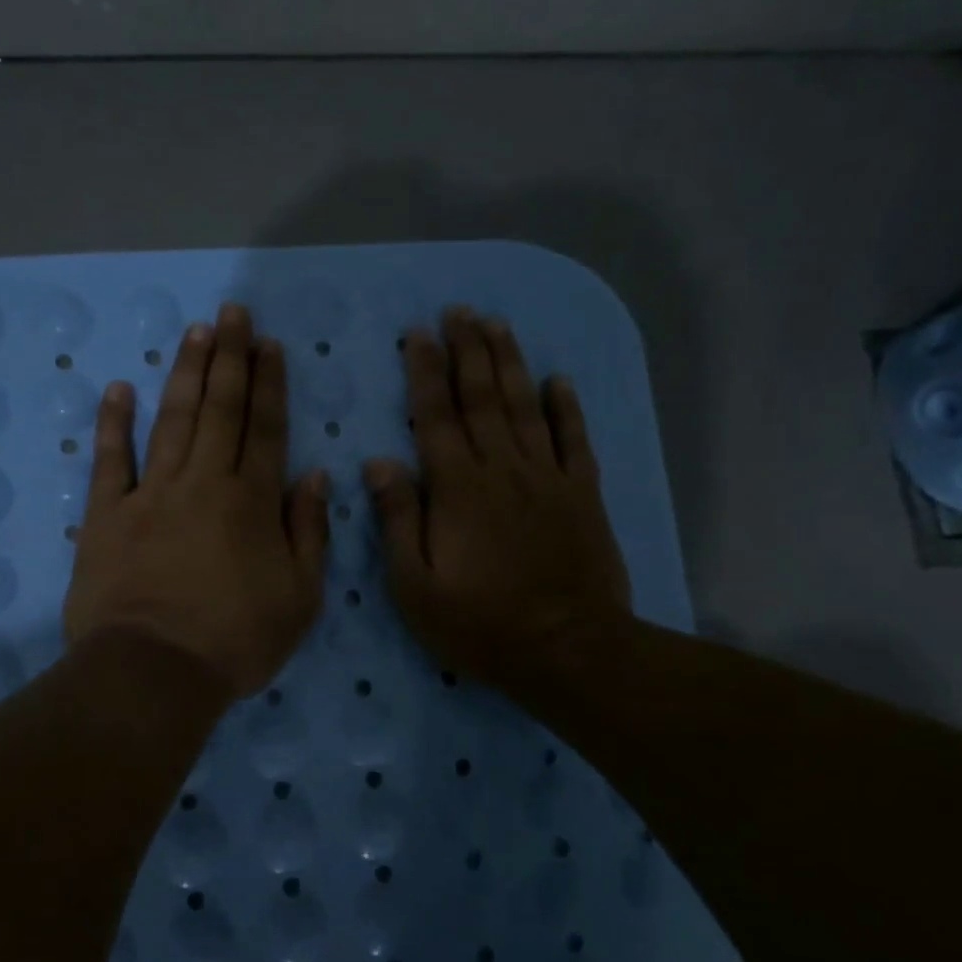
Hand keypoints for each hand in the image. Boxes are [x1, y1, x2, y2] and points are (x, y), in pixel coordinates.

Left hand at [64, 304, 329, 698]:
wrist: (154, 671)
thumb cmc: (236, 641)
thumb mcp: (300, 598)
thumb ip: (309, 531)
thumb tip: (314, 475)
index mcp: (251, 502)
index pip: (265, 428)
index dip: (270, 384)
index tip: (269, 344)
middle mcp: (203, 483)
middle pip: (220, 410)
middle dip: (229, 358)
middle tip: (231, 313)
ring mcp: (151, 495)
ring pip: (173, 421)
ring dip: (185, 374)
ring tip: (195, 332)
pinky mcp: (107, 515)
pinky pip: (110, 461)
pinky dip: (114, 423)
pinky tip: (119, 388)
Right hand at [365, 307, 631, 699]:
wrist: (568, 651)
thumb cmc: (481, 624)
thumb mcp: (415, 586)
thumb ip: (397, 520)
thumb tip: (380, 462)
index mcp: (457, 488)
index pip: (435, 416)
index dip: (425, 372)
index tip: (417, 334)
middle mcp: (502, 469)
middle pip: (482, 397)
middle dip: (468, 350)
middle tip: (458, 311)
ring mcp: (547, 478)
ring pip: (525, 407)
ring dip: (509, 363)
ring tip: (497, 325)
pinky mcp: (582, 495)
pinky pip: (574, 440)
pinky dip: (567, 407)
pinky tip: (559, 379)